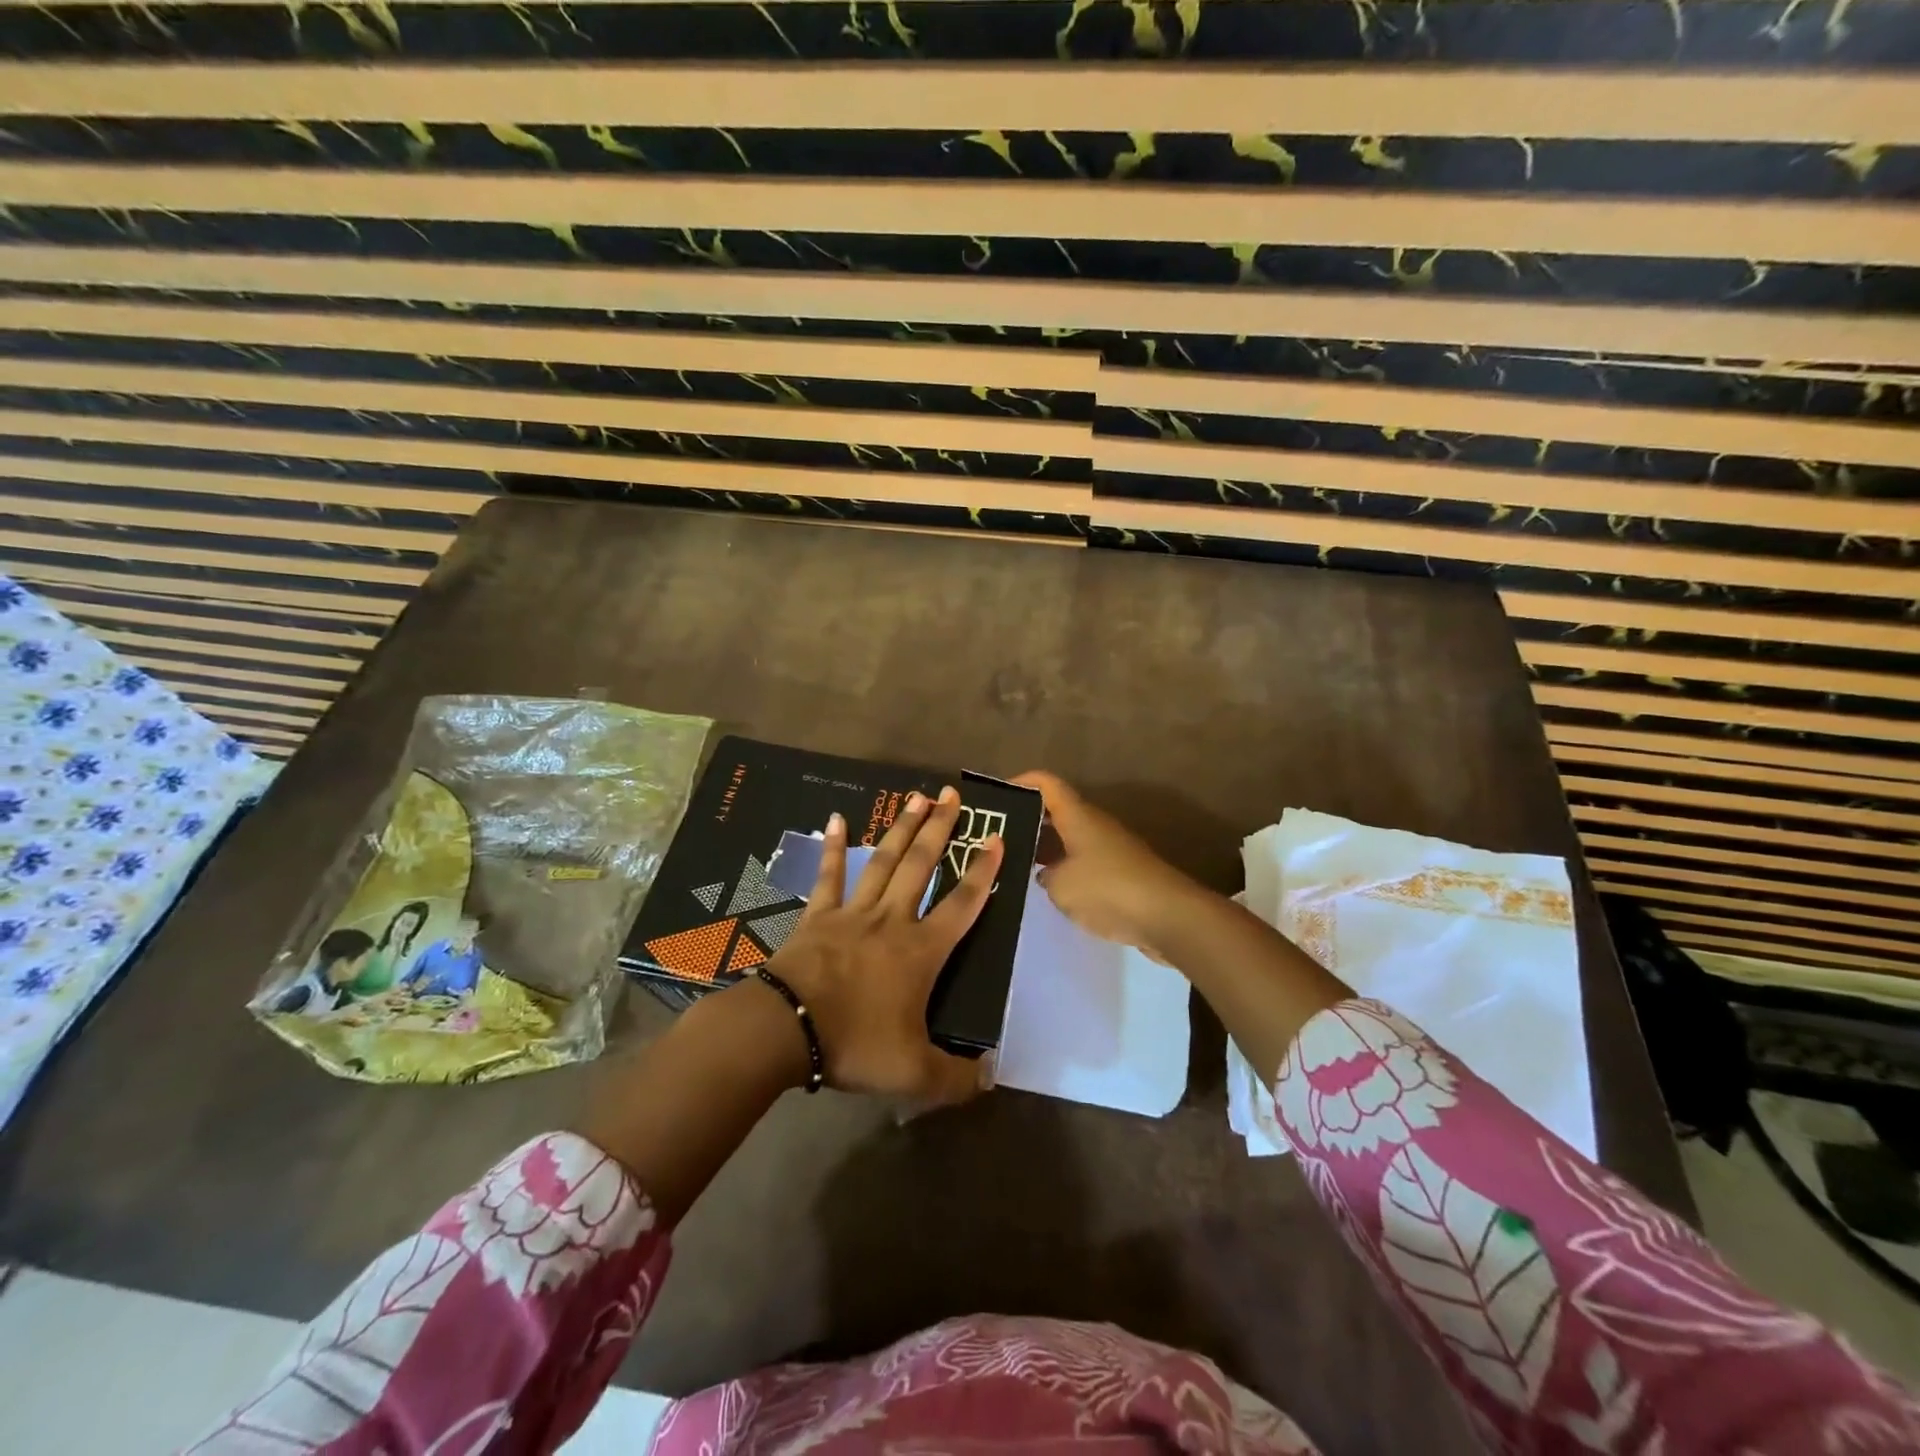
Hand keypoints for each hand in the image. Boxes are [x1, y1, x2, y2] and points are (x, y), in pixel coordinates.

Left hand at [766, 786, 1002, 1104]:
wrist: (786, 1030)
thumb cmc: (855, 1044)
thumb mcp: (914, 1073)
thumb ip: (956, 1077)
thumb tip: (991, 1075)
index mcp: (921, 951)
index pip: (962, 905)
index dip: (982, 872)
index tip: (996, 839)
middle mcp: (892, 920)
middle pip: (921, 865)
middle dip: (941, 829)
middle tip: (953, 795)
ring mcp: (852, 913)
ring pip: (883, 861)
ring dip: (902, 828)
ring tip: (917, 796)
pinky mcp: (817, 916)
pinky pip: (828, 875)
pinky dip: (832, 847)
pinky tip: (835, 817)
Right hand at [1012, 771, 1204, 961]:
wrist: (1169, 916)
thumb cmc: (1108, 889)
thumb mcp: (1061, 886)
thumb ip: (1046, 876)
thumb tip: (1047, 873)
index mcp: (1078, 816)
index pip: (1047, 783)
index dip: (1022, 782)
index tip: (997, 797)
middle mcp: (1095, 825)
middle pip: (1057, 811)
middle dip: (1029, 820)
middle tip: (999, 838)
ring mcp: (1111, 849)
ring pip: (1071, 839)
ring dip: (1047, 849)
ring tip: (1018, 867)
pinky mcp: (1122, 874)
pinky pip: (1085, 863)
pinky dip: (1066, 870)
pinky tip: (1052, 891)